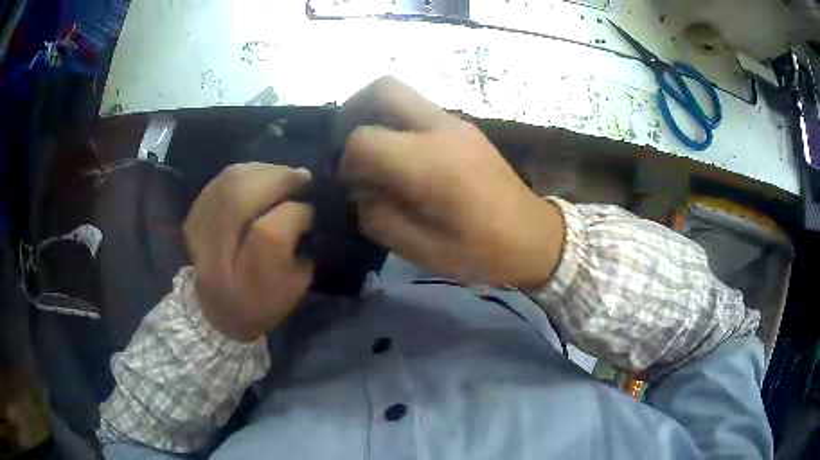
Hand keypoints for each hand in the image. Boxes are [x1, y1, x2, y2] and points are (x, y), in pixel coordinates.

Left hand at [183, 163, 313, 341]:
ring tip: (283, 175)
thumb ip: (299, 250)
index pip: (268, 233)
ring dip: (262, 171)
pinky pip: (218, 182)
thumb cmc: (260, 306)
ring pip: (227, 183)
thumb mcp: (292, 290)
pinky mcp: (191, 219)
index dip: (295, 213)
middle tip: (302, 177)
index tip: (310, 211)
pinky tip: (259, 176)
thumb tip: (302, 210)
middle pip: (239, 199)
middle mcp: (213, 257)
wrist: (214, 313)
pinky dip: (243, 173)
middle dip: (277, 179)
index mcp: (243, 284)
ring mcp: (196, 234)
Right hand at [338, 77, 564, 288]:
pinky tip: (400, 157)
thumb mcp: (422, 249)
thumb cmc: (482, 251)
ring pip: (401, 94)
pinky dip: (397, 124)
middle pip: (382, 89)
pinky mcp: (464, 127)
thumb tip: (360, 189)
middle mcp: (442, 129)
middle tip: (346, 144)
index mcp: (430, 164)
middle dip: (352, 111)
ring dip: (376, 115)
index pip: (364, 139)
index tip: (350, 185)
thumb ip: (379, 215)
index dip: (346, 162)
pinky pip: (418, 110)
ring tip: (372, 153)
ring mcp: (456, 123)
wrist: (534, 237)